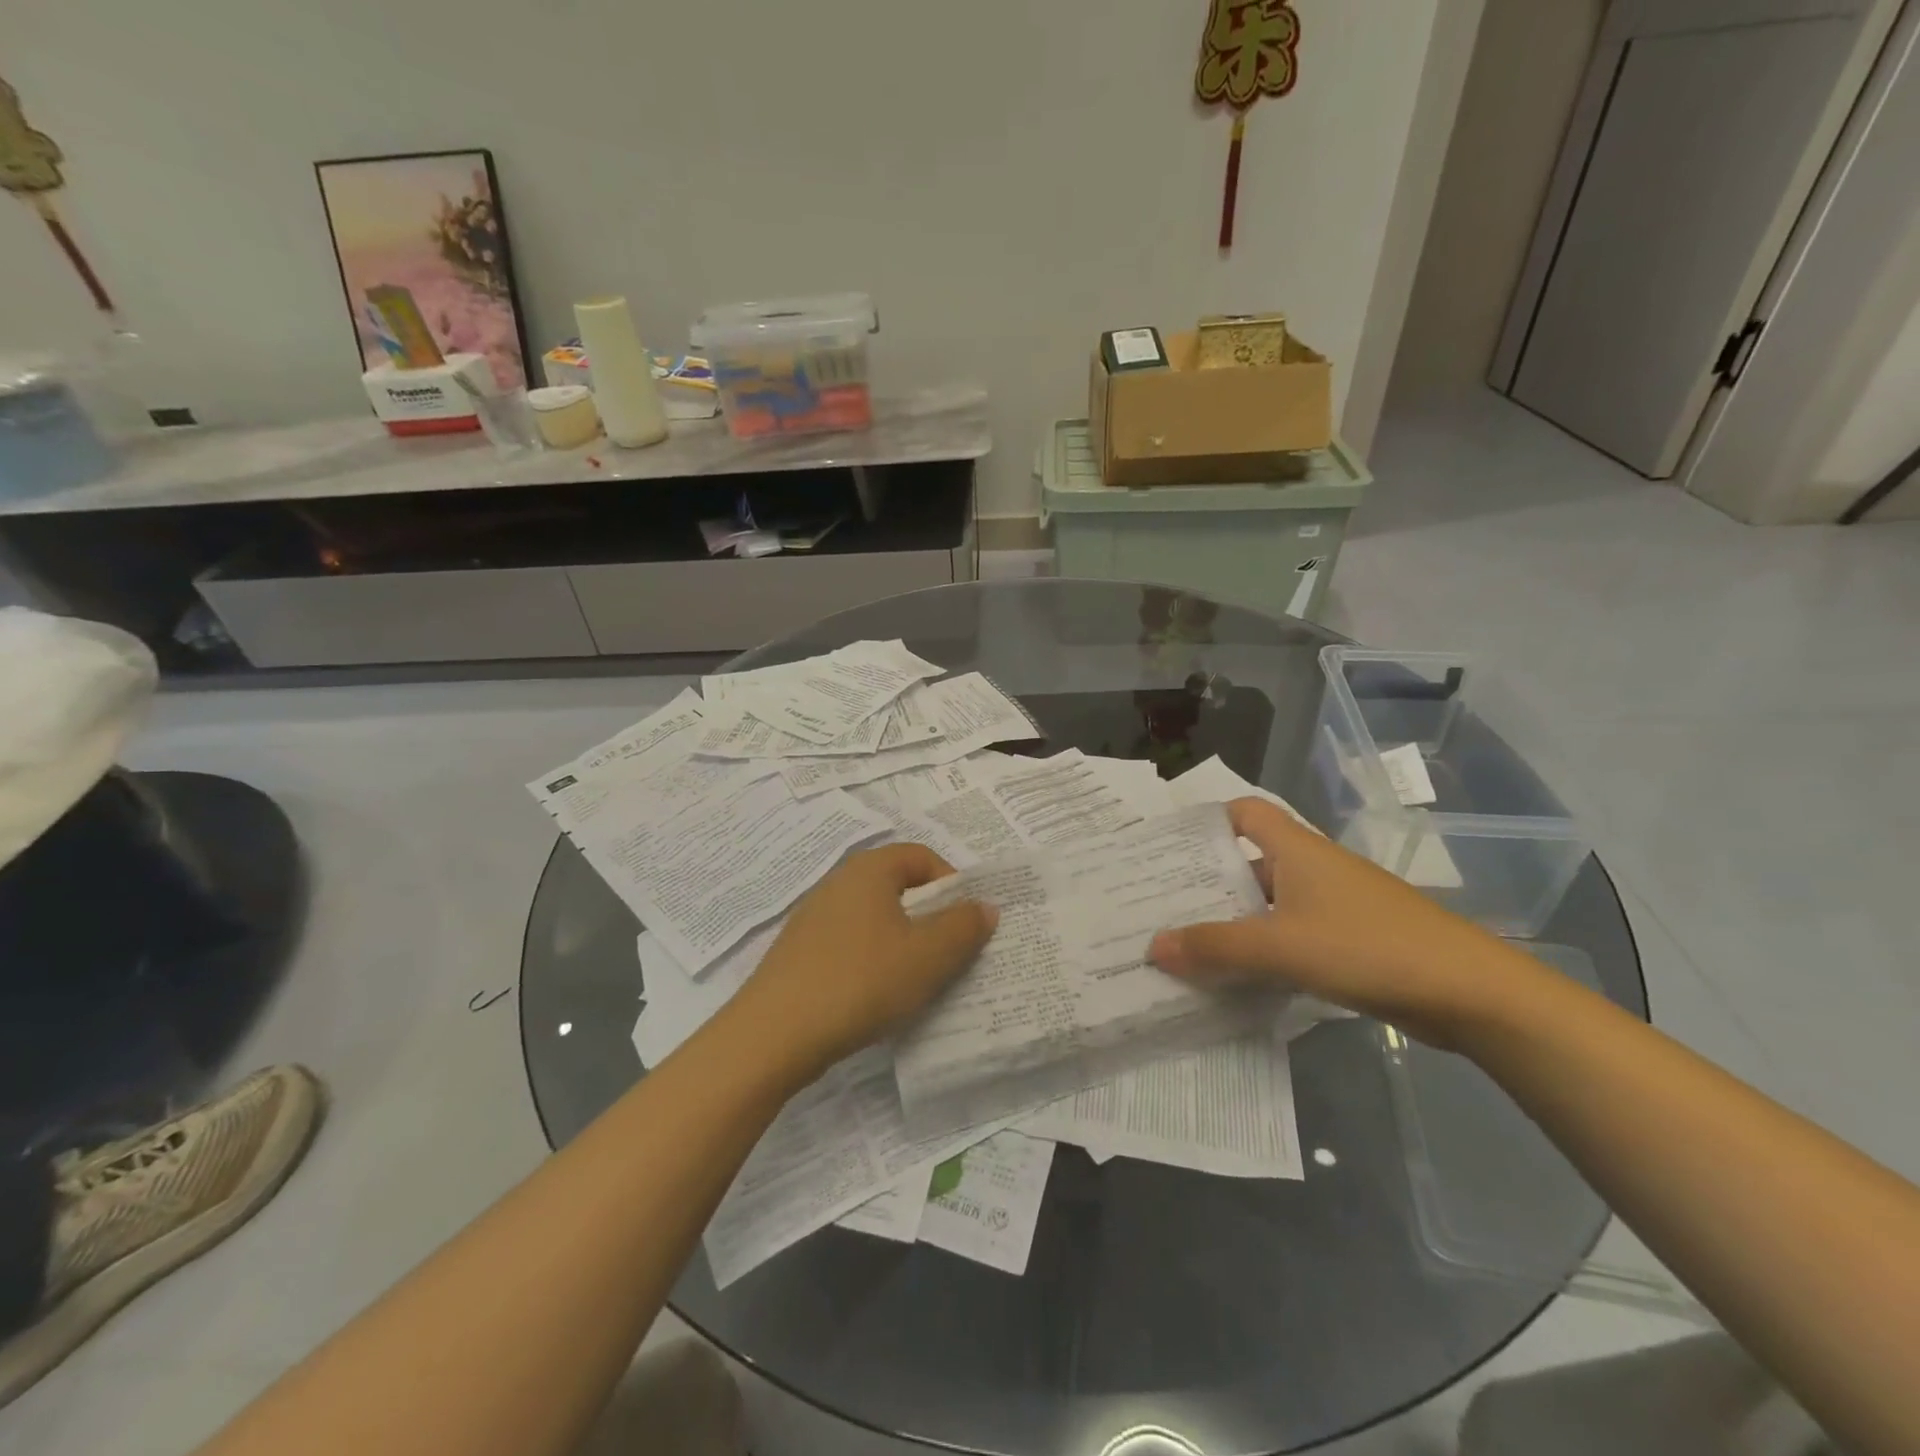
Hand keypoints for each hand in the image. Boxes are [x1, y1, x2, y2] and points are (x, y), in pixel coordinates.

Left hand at [723, 843, 995, 1077]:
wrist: (774, 1034)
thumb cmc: (861, 981)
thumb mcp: (927, 956)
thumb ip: (963, 926)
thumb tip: (985, 906)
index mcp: (870, 870)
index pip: (922, 857)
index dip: (952, 883)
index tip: (965, 922)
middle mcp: (839, 882)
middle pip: (898, 886)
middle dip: (930, 916)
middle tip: (949, 953)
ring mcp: (814, 917)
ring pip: (875, 918)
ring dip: (902, 942)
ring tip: (918, 980)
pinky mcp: (800, 951)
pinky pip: (850, 943)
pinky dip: (872, 960)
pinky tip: (877, 996)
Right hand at [1148, 798, 1543, 1044]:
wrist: (1469, 993)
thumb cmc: (1369, 947)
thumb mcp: (1282, 947)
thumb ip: (1215, 947)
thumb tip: (1152, 946)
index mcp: (1296, 849)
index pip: (1243, 813)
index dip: (1206, 822)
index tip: (1167, 848)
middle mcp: (1312, 868)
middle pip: (1247, 861)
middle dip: (1205, 882)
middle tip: (1158, 904)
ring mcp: (1333, 905)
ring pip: (1267, 903)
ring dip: (1232, 920)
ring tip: (1185, 944)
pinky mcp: (1349, 940)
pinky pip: (1289, 934)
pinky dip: (1261, 948)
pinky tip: (1237, 976)